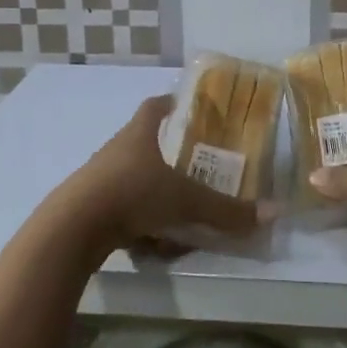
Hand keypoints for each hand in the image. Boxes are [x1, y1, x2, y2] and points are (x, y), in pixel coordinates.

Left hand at [45, 95, 262, 260]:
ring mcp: (99, 179)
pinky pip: (122, 210)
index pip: (155, 106)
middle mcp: (117, 150)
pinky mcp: (89, 208)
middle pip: (144, 143)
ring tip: (179, 214)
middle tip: (196, 168)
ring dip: (154, 195)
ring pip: (133, 180)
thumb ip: (226, 210)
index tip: (188, 107)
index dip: (171, 103)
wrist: (73, 228)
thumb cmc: (132, 194)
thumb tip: (273, 213)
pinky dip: (139, 224)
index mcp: (138, 133)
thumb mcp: (185, 201)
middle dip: (169, 156)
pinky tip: (153, 244)